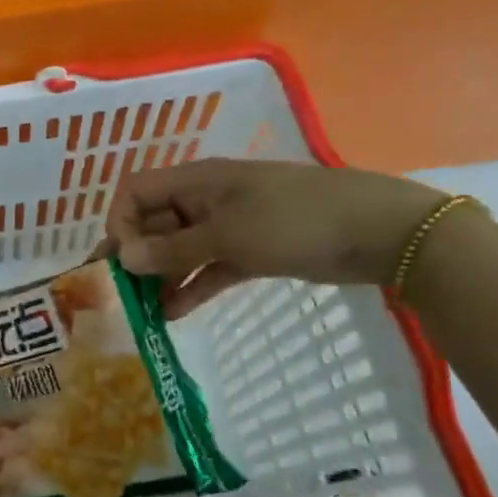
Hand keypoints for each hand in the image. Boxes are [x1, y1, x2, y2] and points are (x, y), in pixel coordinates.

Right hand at [105, 158, 448, 317]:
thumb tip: (122, 258)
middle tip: (117, 296)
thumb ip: (172, 250)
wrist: (379, 232)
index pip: (135, 193)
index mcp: (195, 181)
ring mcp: (228, 226)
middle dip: (134, 256)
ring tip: (142, 313)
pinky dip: (190, 286)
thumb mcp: (227, 235)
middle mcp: (204, 200)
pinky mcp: (249, 251)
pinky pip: (207, 267)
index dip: (119, 222)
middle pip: (153, 223)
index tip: (119, 261)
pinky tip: (172, 315)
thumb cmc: (294, 221)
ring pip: (179, 249)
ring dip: (160, 277)